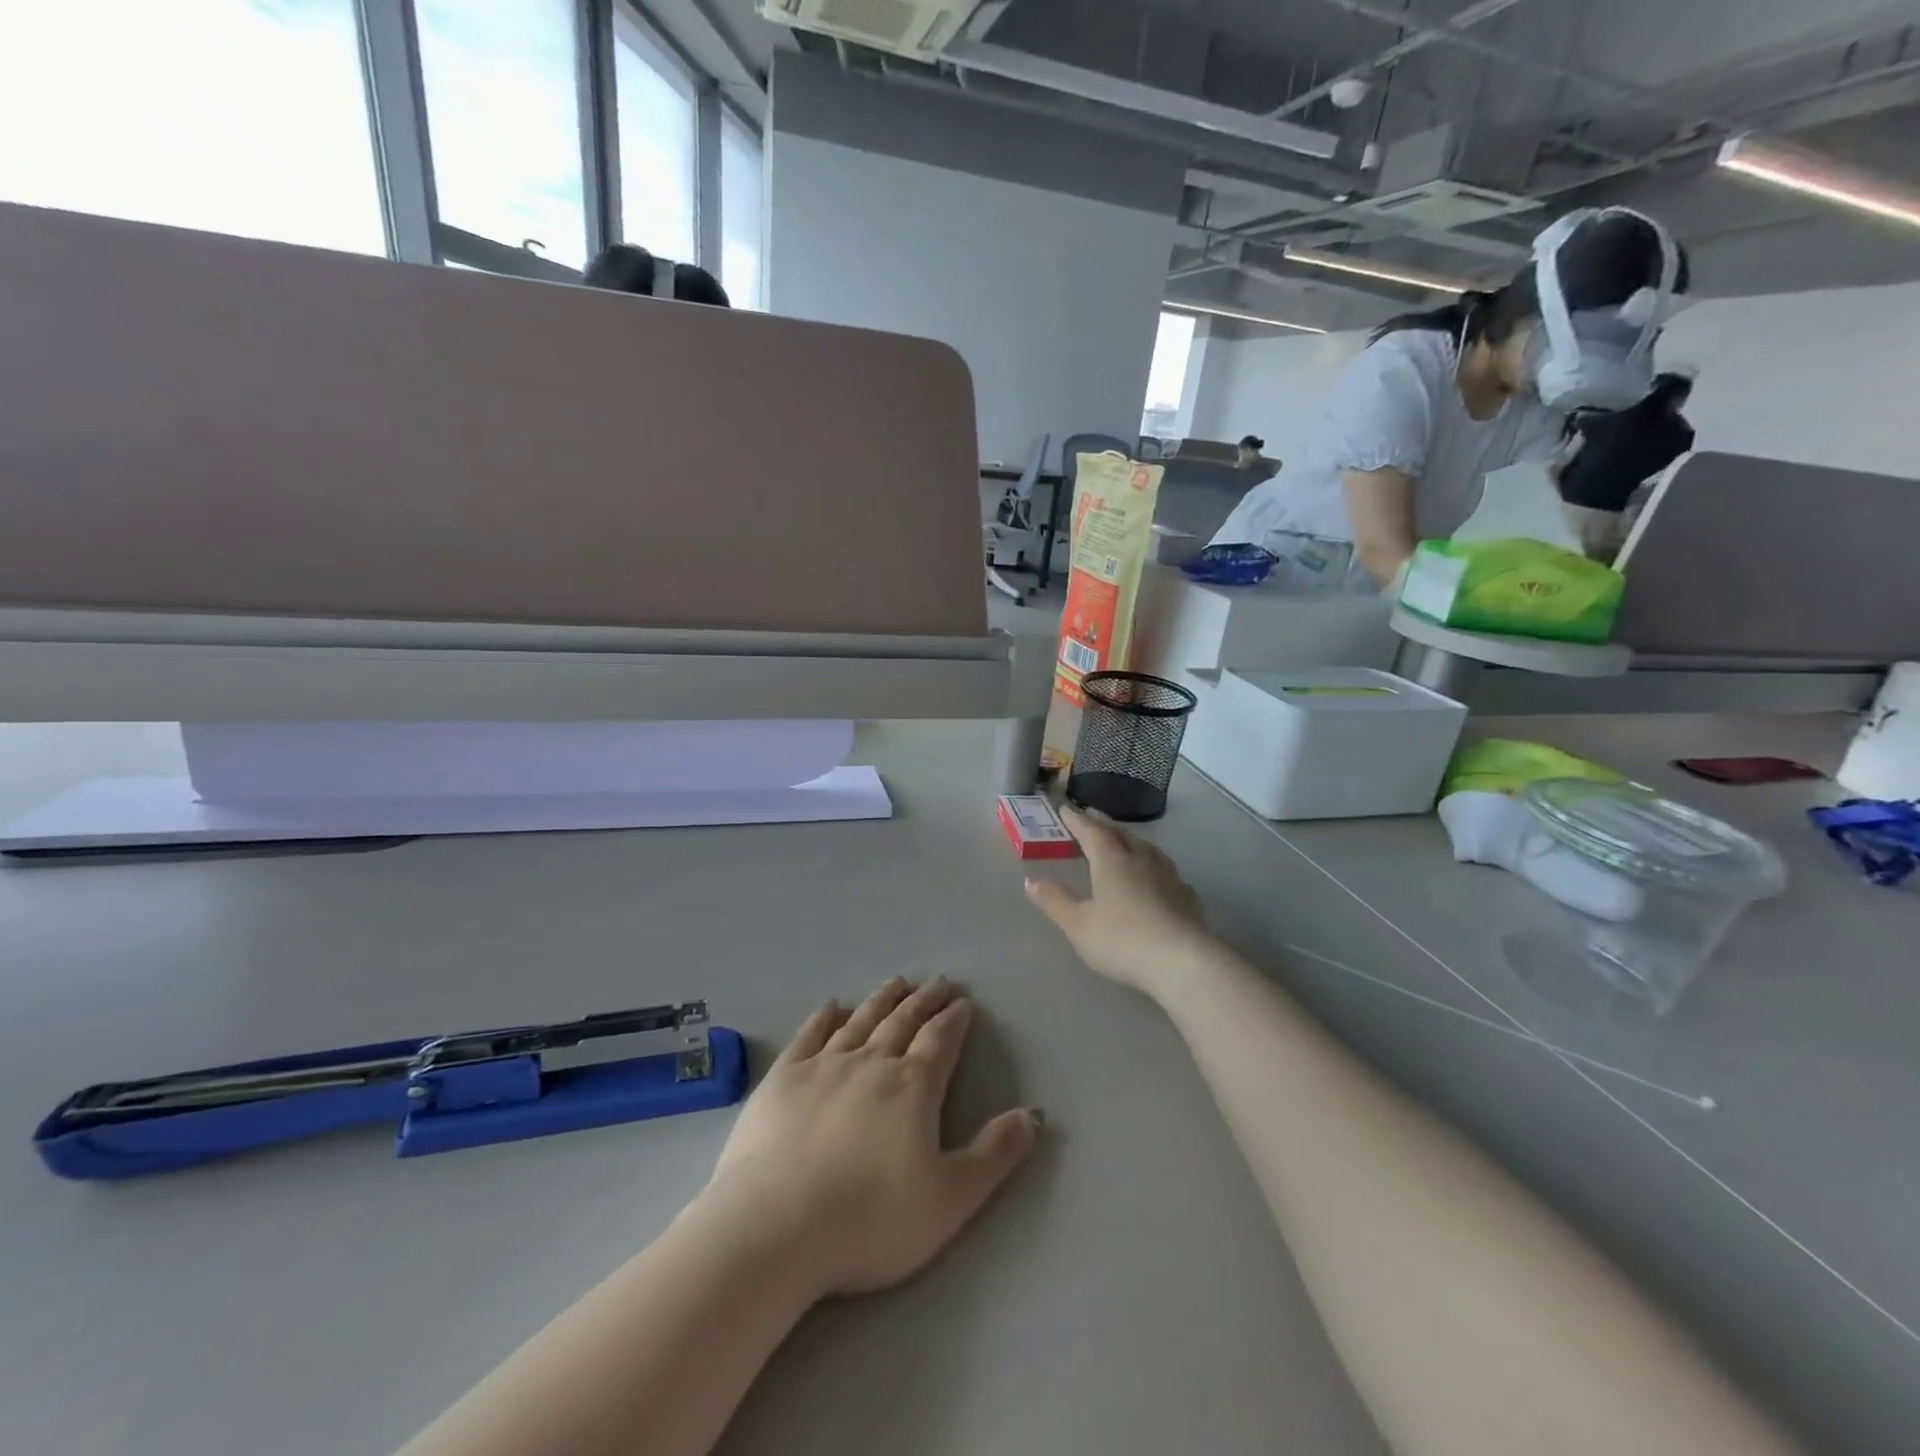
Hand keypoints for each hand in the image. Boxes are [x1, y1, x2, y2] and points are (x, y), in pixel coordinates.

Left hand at [703, 979, 1040, 1298]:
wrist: (775, 1228)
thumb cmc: (870, 1221)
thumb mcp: (949, 1199)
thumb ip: (994, 1154)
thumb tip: (1033, 1114)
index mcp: (912, 1087)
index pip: (940, 1040)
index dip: (954, 1020)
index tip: (963, 1001)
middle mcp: (871, 1063)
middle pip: (903, 1022)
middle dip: (924, 1000)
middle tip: (937, 982)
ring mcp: (823, 1066)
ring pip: (861, 1021)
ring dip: (882, 999)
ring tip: (898, 982)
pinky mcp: (783, 1078)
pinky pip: (809, 1036)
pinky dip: (824, 1018)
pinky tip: (832, 1006)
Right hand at [1025, 806, 1212, 998]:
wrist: (1183, 961)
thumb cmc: (1122, 940)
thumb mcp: (1078, 925)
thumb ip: (1055, 901)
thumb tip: (1031, 881)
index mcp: (1111, 861)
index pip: (1091, 832)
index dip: (1076, 820)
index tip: (1065, 809)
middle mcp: (1140, 860)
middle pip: (1120, 834)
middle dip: (1103, 825)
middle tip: (1091, 817)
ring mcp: (1168, 876)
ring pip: (1146, 848)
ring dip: (1131, 840)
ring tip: (1123, 840)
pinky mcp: (1187, 896)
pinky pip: (1166, 870)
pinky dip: (1153, 864)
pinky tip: (1156, 875)